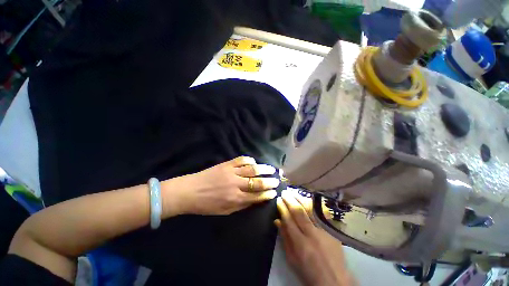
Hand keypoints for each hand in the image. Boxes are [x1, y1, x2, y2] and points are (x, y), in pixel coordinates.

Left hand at [162, 156, 278, 215]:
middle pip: (257, 182)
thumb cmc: (207, 205)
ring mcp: (231, 172)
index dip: (267, 194)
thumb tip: (256, 199)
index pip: (256, 196)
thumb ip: (242, 205)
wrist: (190, 191)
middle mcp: (236, 184)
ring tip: (271, 169)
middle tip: (277, 180)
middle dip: (269, 181)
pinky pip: (241, 160)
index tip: (274, 192)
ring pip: (252, 169)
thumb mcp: (225, 211)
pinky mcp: (226, 164)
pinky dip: (249, 160)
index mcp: (235, 198)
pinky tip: (254, 162)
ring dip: (263, 169)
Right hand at [275, 191, 354, 285]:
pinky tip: (308, 198)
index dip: (282, 208)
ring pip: (310, 210)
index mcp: (300, 244)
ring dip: (300, 199)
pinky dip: (314, 205)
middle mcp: (312, 234)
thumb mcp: (292, 259)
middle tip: (284, 192)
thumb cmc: (309, 272)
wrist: (334, 280)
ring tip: (293, 192)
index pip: (288, 220)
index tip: (278, 200)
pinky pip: (322, 213)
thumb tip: (277, 221)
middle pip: (299, 212)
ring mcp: (324, 231)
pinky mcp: (332, 230)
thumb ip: (285, 239)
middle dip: (290, 200)